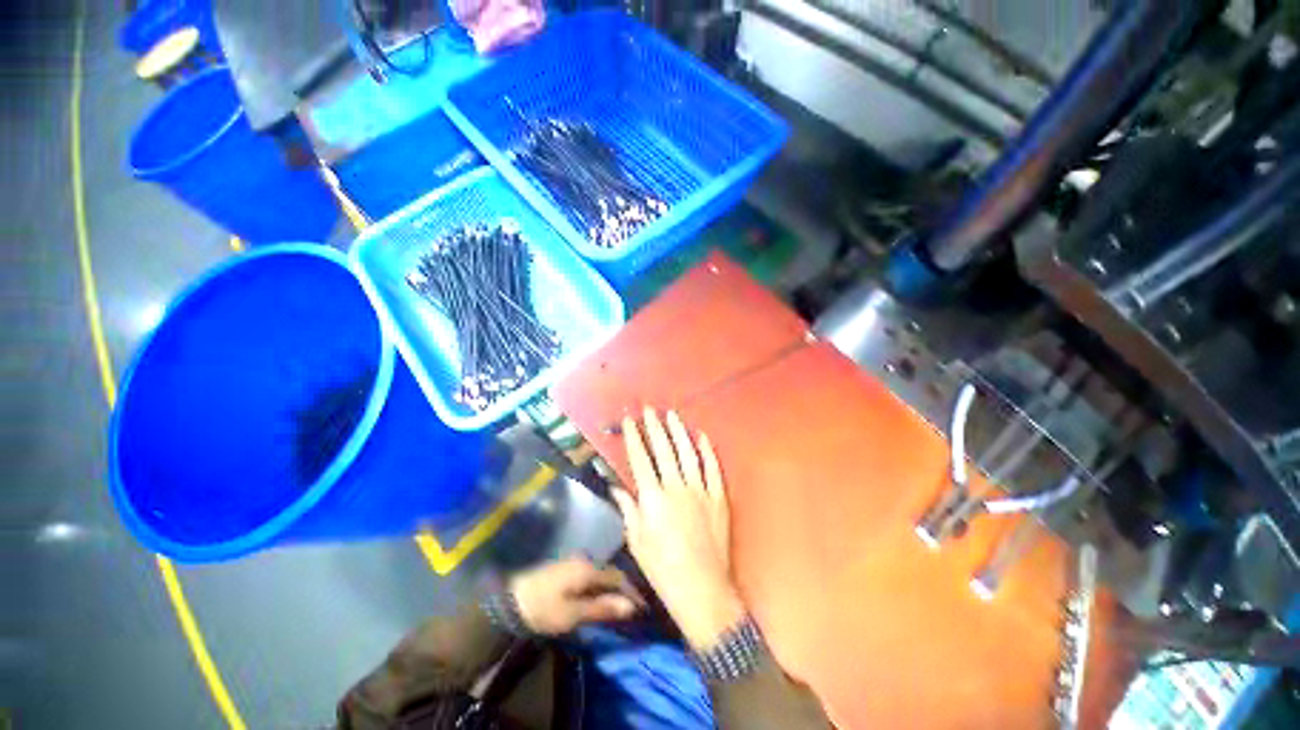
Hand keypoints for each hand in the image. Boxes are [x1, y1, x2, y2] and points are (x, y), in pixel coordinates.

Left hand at [508, 557, 644, 635]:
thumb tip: (631, 606)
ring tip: (620, 602)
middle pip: (611, 572)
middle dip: (623, 588)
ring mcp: (575, 561)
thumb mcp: (573, 613)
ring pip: (601, 572)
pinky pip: (591, 573)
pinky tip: (600, 596)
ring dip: (611, 586)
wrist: (510, 601)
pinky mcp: (567, 567)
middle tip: (634, 605)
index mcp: (588, 568)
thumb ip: (602, 607)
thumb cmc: (544, 608)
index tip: (643, 605)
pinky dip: (600, 585)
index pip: (618, 576)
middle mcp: (585, 559)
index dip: (632, 591)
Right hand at [611, 408, 744, 650]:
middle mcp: (676, 487)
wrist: (702, 589)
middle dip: (655, 427)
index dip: (634, 437)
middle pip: (663, 449)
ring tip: (672, 415)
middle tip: (650, 409)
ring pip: (688, 453)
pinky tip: (701, 436)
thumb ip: (628, 509)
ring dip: (679, 431)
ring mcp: (700, 490)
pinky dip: (707, 450)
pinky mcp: (718, 497)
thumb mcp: (637, 541)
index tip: (630, 420)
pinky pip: (712, 468)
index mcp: (653, 498)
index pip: (640, 459)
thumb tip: (617, 488)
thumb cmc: (662, 568)